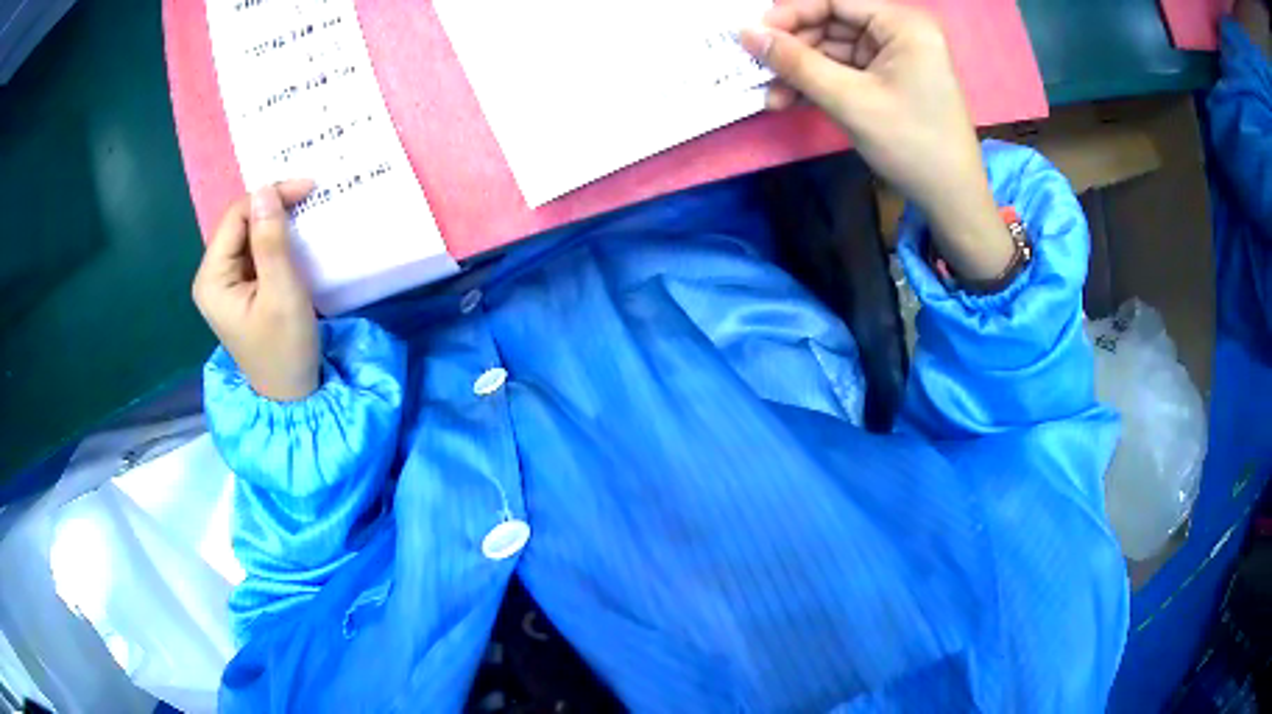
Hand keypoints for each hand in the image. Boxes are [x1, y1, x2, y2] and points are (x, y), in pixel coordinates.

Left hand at [192, 180, 320, 401]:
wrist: (293, 395)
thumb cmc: (286, 348)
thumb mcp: (282, 292)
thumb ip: (271, 241)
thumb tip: (265, 190)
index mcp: (212, 279)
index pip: (235, 217)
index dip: (268, 196)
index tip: (309, 188)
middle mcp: (212, 276)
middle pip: (240, 223)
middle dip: (273, 206)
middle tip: (311, 196)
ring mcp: (225, 284)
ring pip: (249, 235)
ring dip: (276, 221)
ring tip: (307, 211)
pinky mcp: (240, 290)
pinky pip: (255, 252)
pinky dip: (276, 240)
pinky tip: (295, 237)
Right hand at [741, 1, 1012, 280]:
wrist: (952, 200)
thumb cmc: (911, 144)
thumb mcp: (850, 101)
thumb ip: (796, 63)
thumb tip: (746, 33)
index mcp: (903, 24)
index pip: (835, 0)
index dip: (791, 13)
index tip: (753, 34)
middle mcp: (899, 32)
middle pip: (832, 22)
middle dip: (794, 48)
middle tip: (757, 69)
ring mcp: (894, 56)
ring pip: (833, 49)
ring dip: (800, 71)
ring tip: (770, 97)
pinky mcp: (888, 79)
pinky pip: (844, 70)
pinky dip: (818, 84)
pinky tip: (789, 101)